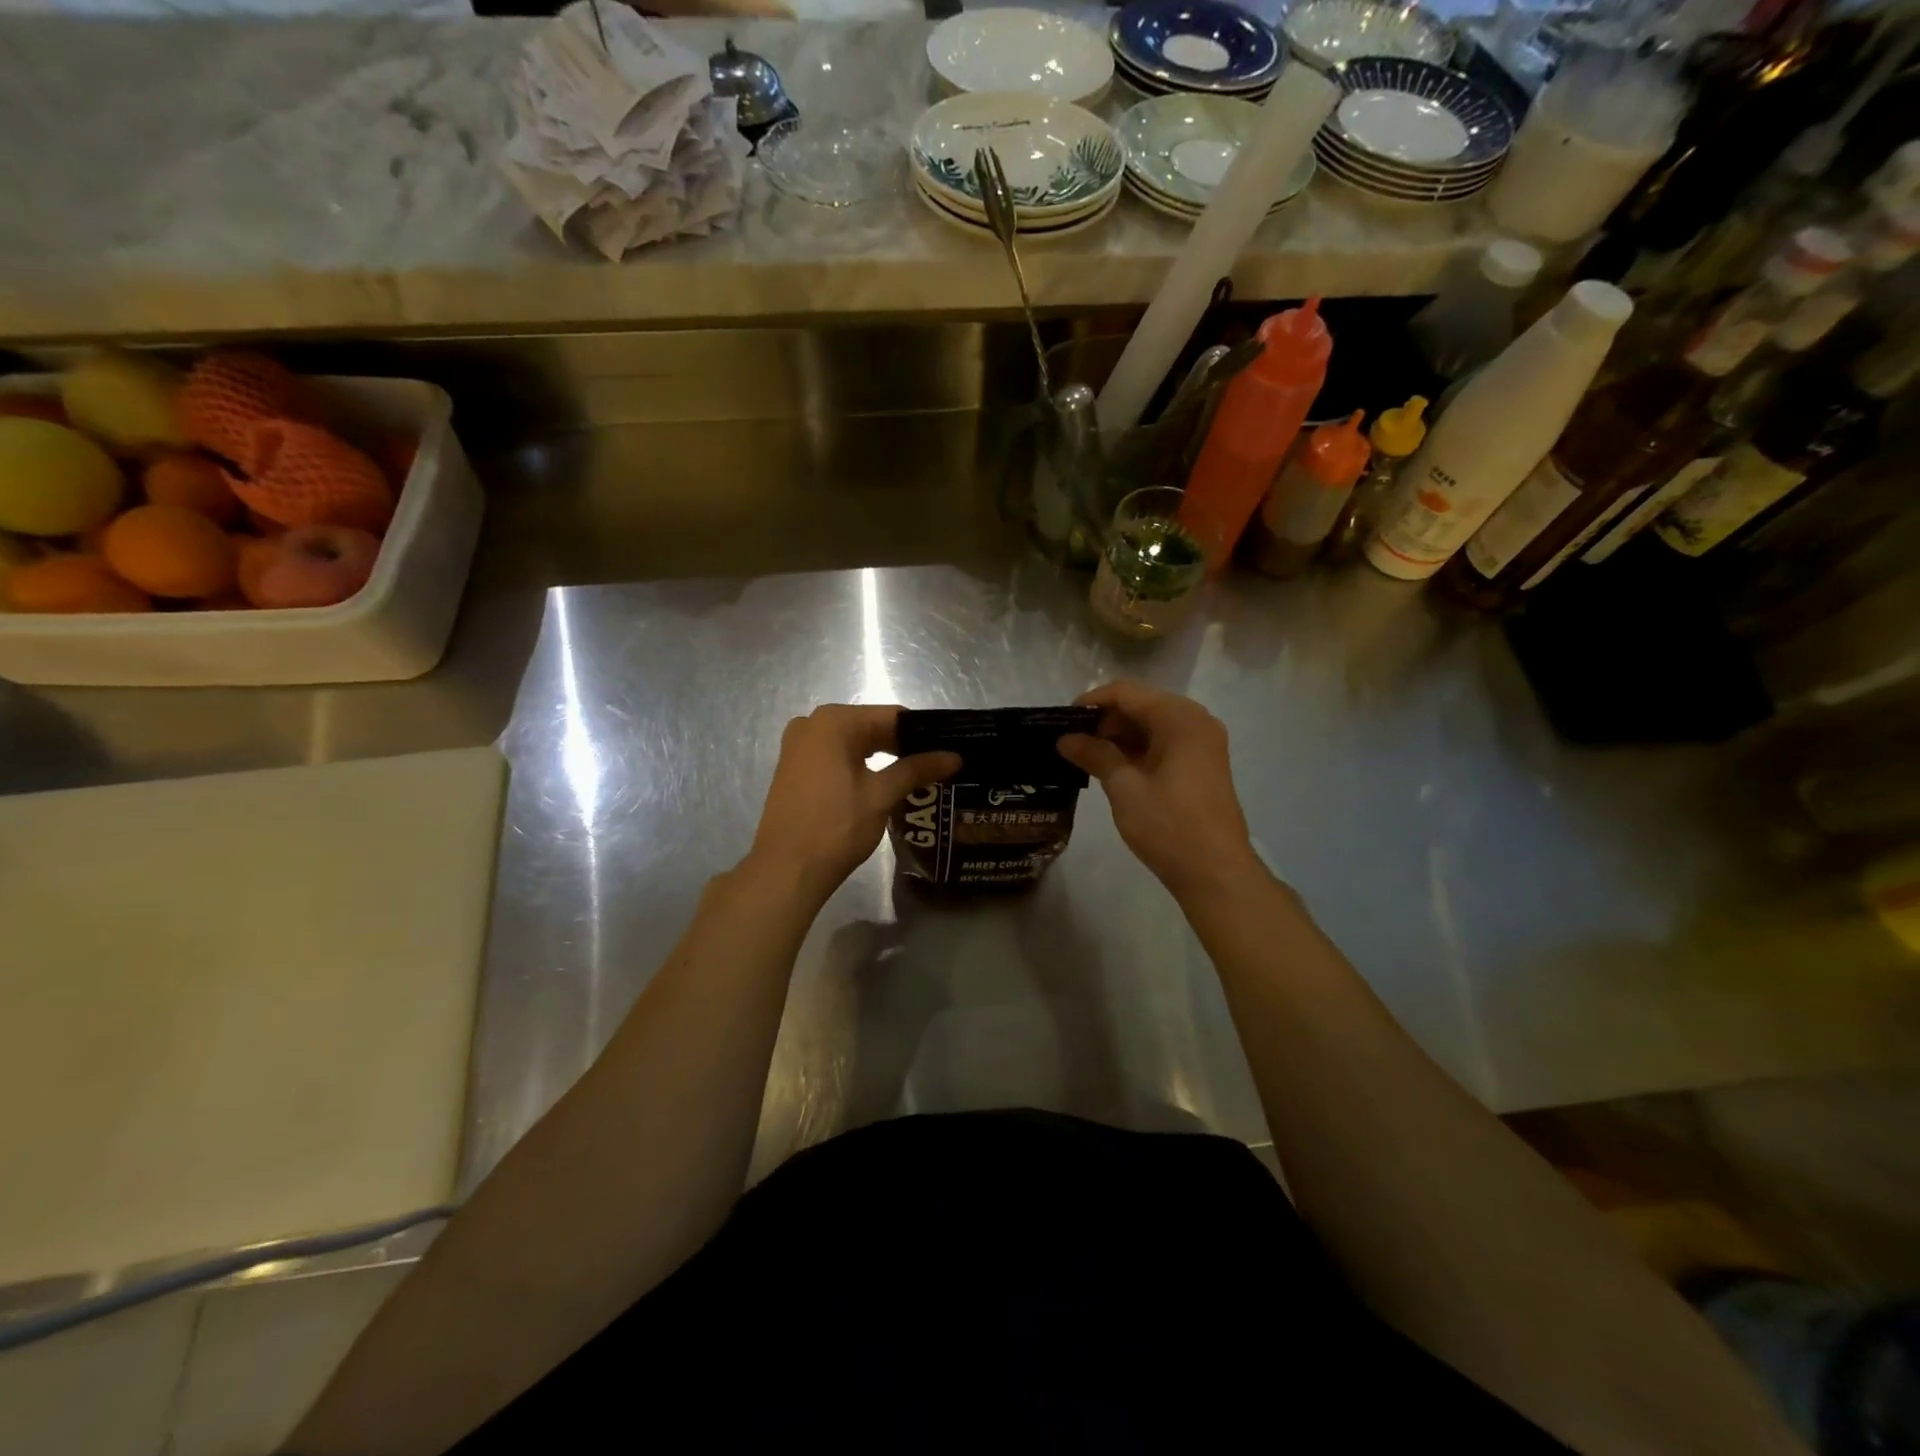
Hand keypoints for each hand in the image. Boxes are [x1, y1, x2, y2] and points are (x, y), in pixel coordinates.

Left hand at [746, 705, 959, 901]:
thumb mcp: (882, 795)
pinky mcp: (794, 767)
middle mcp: (812, 723)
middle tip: (938, 766)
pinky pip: (836, 756)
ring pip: (853, 743)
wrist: (786, 869)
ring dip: (883, 757)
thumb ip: (917, 769)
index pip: (892, 717)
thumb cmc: (837, 826)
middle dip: (903, 746)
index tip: (949, 749)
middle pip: (871, 727)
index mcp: (834, 721)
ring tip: (917, 777)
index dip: (924, 733)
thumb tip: (954, 757)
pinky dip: (860, 766)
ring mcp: (799, 745)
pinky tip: (883, 784)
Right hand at [1057, 681, 1263, 901]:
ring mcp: (1202, 744)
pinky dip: (1137, 751)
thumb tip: (1065, 739)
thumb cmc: (1168, 825)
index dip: (1091, 702)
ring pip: (1151, 726)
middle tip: (1071, 743)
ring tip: (1085, 757)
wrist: (1215, 872)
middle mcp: (1195, 721)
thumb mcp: (1124, 787)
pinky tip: (1112, 768)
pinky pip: (1164, 744)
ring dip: (1119, 737)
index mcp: (1180, 718)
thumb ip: (1095, 754)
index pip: (1126, 693)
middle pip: (1141, 705)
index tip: (1062, 722)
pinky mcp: (1202, 765)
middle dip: (1105, 721)